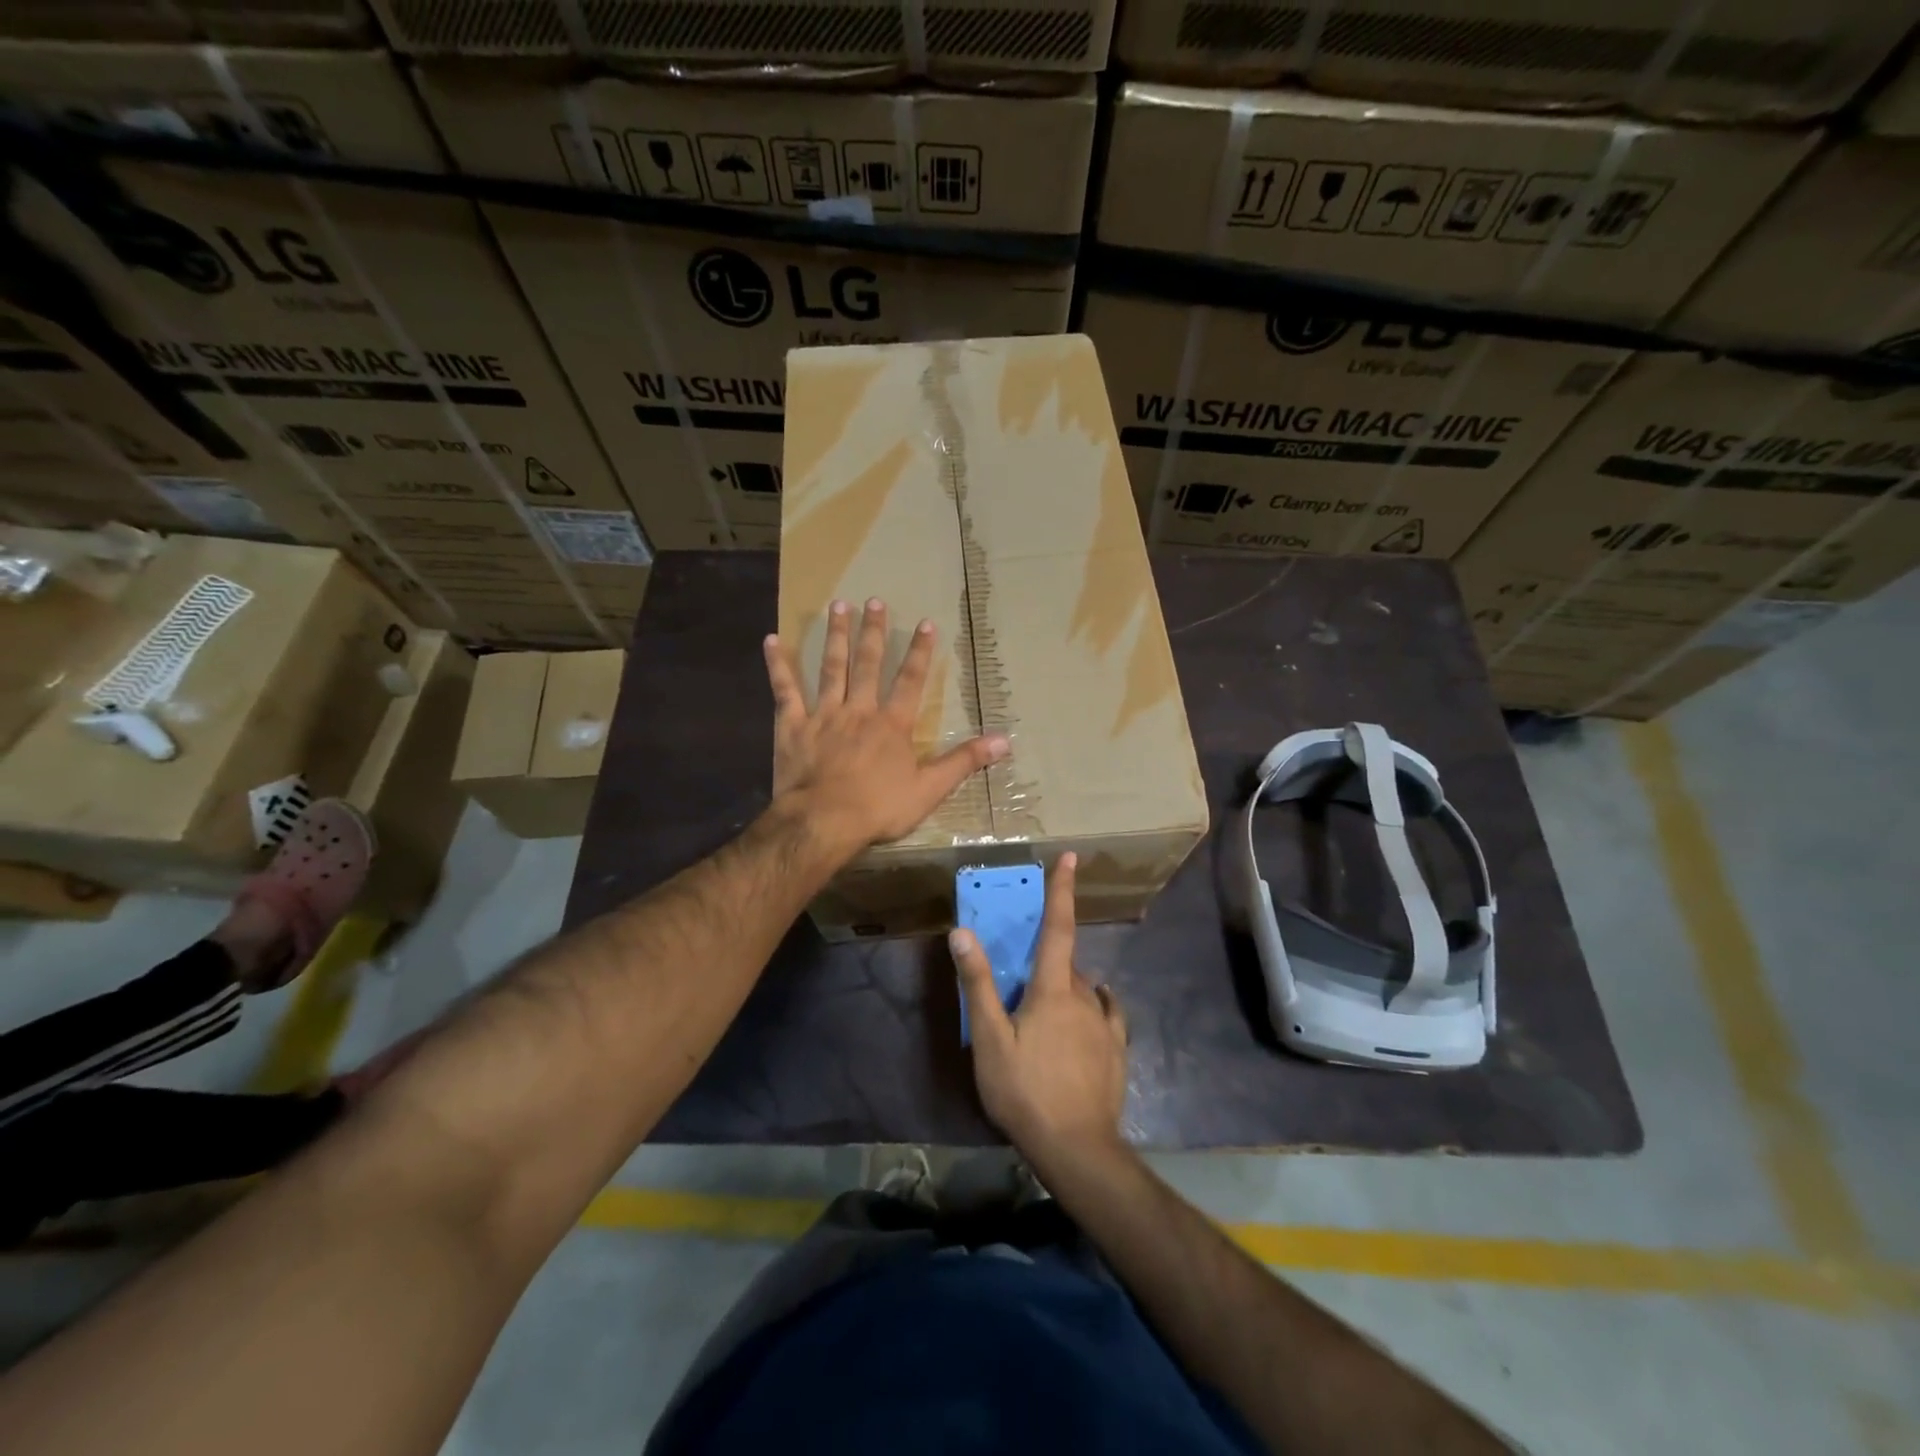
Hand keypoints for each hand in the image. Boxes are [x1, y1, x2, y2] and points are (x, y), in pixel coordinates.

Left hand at [765, 598, 1008, 852]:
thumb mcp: (930, 789)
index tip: (926, 622)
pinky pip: (784, 690)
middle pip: (868, 664)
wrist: (824, 822)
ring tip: (838, 606)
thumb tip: (1005, 741)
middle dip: (874, 631)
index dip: (921, 651)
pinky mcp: (791, 726)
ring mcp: (823, 714)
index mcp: (892, 724)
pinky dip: (778, 665)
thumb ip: (964, 761)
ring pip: (831, 668)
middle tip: (874, 601)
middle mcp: (859, 710)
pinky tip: (771, 640)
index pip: (911, 680)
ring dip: (836, 636)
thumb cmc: (879, 808)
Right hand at [951, 854, 1129, 1173]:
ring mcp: (1105, 1024)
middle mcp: (1084, 996)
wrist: (1077, 1148)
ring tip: (1044, 1013)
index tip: (1070, 857)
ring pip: (1082, 990)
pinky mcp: (1117, 1050)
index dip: (1062, 890)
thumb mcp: (991, 1039)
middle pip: (1064, 964)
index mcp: (1053, 989)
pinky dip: (1094, 1005)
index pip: (1057, 927)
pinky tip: (1089, 1015)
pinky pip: (1106, 1013)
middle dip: (1046, 961)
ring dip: (1065, 988)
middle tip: (1023, 984)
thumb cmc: (1025, 1090)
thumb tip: (962, 932)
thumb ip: (979, 984)